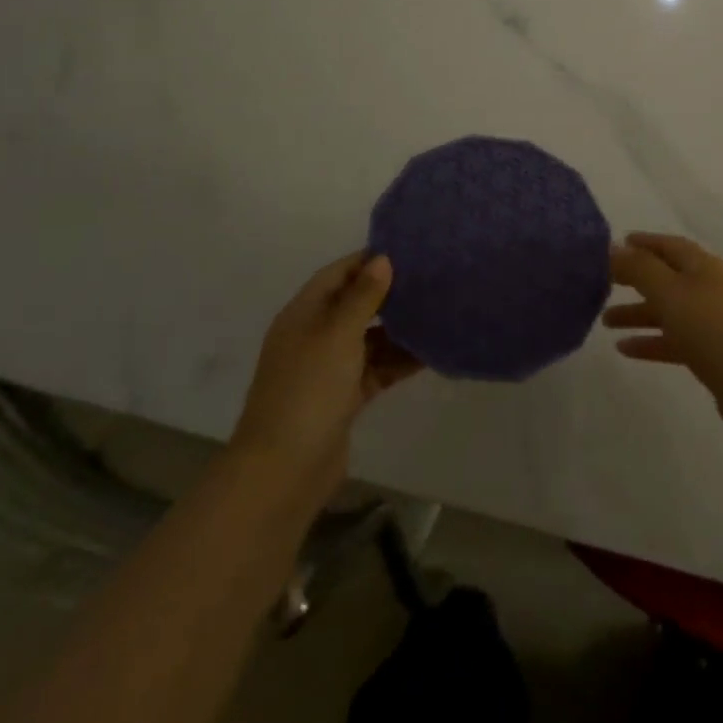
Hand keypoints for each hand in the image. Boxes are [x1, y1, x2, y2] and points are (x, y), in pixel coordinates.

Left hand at [228, 253, 421, 514]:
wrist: (283, 471)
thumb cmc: (308, 391)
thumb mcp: (337, 335)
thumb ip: (362, 297)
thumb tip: (383, 259)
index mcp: (303, 314)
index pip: (338, 274)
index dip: (368, 260)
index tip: (409, 250)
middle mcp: (314, 336)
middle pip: (355, 304)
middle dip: (390, 293)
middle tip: (432, 279)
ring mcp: (329, 369)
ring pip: (370, 338)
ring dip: (400, 329)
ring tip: (439, 312)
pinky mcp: (344, 397)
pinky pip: (376, 368)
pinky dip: (399, 361)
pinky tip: (431, 353)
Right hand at [604, 233, 722, 439]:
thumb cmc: (713, 329)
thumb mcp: (670, 293)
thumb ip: (640, 269)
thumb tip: (614, 248)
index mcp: (703, 266)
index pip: (669, 246)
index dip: (644, 243)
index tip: (617, 244)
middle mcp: (710, 288)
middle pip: (668, 278)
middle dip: (636, 279)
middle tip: (603, 283)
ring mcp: (715, 322)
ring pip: (670, 310)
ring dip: (639, 312)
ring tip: (604, 321)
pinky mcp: (715, 353)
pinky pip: (676, 340)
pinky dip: (652, 341)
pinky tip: (625, 349)